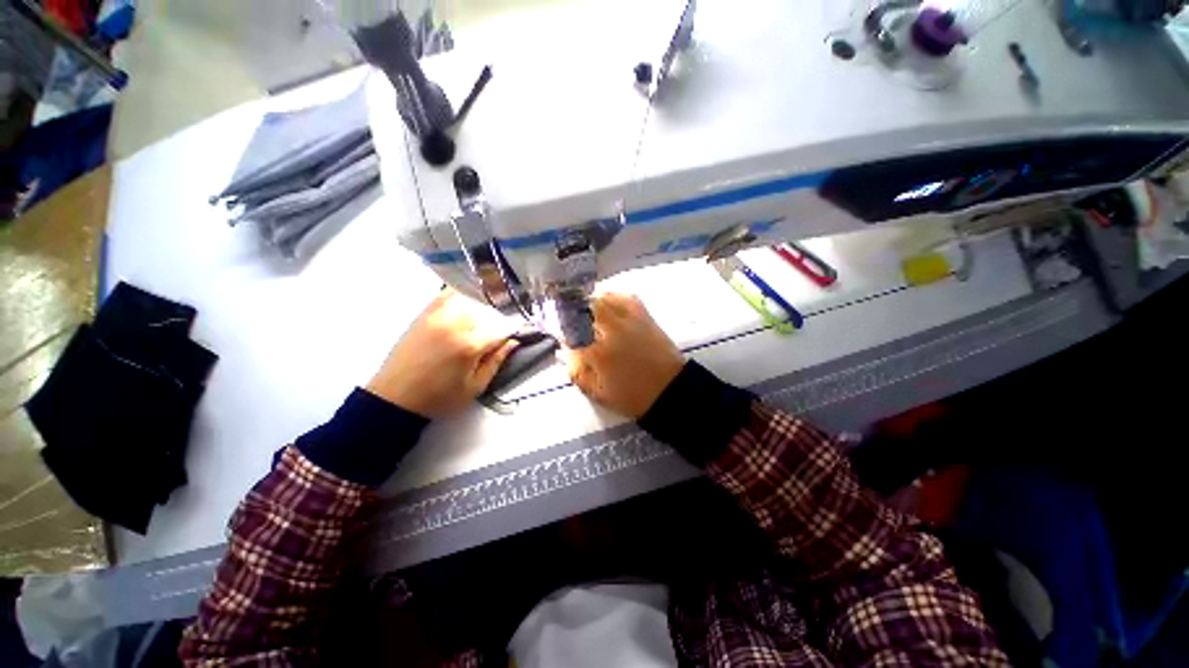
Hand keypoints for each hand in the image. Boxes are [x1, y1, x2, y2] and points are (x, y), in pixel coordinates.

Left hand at [367, 289, 519, 417]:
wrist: (395, 397)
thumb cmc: (439, 398)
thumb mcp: (476, 387)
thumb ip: (497, 361)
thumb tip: (513, 341)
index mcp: (470, 345)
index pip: (502, 328)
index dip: (516, 329)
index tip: (523, 331)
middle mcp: (455, 324)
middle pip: (489, 310)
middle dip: (502, 317)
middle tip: (505, 327)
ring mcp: (437, 315)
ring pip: (471, 299)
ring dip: (485, 305)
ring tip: (490, 315)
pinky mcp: (425, 313)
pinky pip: (448, 294)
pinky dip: (462, 295)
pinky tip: (470, 301)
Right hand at [565, 293, 684, 418]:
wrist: (670, 390)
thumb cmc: (631, 395)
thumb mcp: (597, 392)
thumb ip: (576, 370)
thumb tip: (565, 349)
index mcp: (598, 351)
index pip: (570, 331)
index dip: (560, 329)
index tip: (558, 332)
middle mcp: (612, 329)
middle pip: (584, 306)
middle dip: (572, 310)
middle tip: (569, 318)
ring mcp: (630, 319)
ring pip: (603, 298)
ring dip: (590, 302)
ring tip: (586, 311)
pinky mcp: (645, 316)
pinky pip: (625, 297)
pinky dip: (612, 297)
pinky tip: (608, 305)